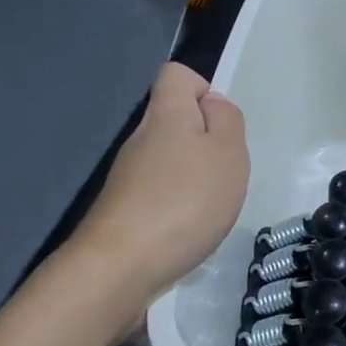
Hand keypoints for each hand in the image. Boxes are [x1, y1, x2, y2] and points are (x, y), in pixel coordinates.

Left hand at [74, 63, 248, 302]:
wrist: (118, 270)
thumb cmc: (184, 201)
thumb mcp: (228, 152)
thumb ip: (227, 120)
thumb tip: (212, 105)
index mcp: (166, 115)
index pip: (175, 75)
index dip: (202, 88)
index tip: (221, 124)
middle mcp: (141, 138)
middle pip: (174, 120)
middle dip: (205, 141)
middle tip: (224, 172)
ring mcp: (128, 177)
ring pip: (168, 159)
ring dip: (194, 178)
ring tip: (209, 207)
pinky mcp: (124, 211)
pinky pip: (159, 193)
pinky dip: (178, 207)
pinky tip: (188, 232)